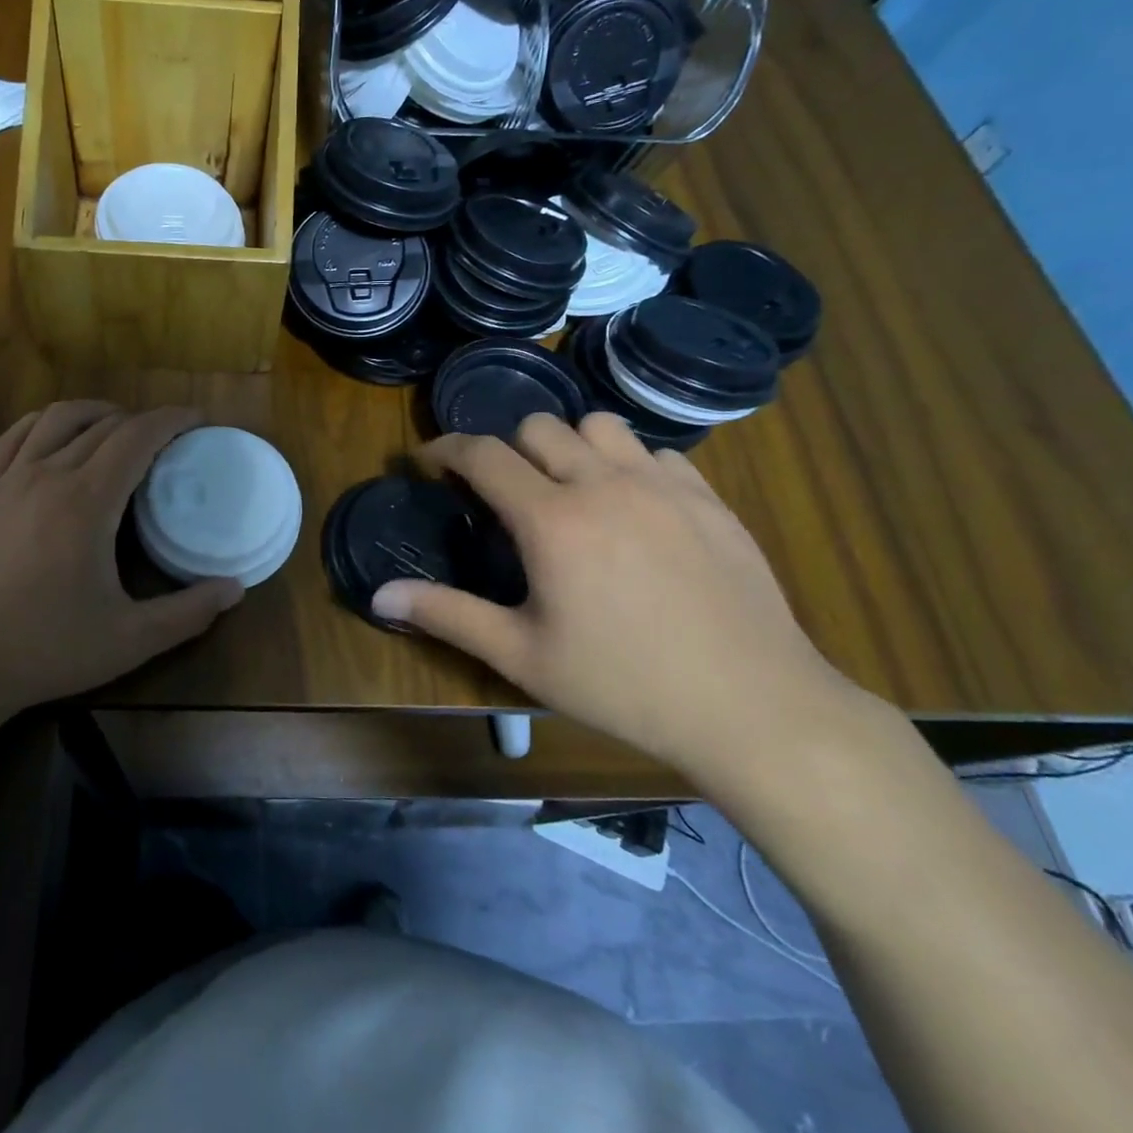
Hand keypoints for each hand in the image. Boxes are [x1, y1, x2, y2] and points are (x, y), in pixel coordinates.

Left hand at [0, 402, 243, 714]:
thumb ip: (188, 613)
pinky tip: (53, 437)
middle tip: (168, 439)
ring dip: (94, 412)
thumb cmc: (44, 649)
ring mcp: (7, 481)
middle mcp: (47, 475)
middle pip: (102, 424)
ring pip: (55, 418)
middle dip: (142, 420)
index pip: (136, 436)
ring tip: (117, 427)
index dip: (172, 420)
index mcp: (86, 501)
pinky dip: (43, 424)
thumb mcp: (129, 640)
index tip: (198, 420)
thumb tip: (236, 588)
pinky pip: (14, 437)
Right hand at [370, 414, 860, 781]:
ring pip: (599, 425)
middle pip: (538, 427)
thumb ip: (447, 614)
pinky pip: (655, 453)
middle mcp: (603, 483)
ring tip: (568, 488)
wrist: (753, 708)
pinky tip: (632, 509)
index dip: (446, 449)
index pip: (483, 454)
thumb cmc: (623, 685)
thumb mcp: (521, 656)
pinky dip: (628, 465)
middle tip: (503, 493)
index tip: (429, 461)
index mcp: (552, 519)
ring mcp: (662, 485)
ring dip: (569, 445)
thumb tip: (380, 594)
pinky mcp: (708, 498)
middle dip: (507, 449)